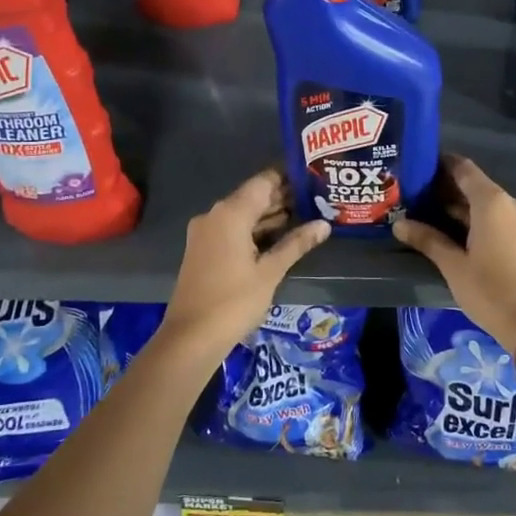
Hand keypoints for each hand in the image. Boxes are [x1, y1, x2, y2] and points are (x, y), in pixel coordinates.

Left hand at [157, 169, 330, 365]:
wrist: (191, 338)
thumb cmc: (234, 301)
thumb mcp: (271, 272)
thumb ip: (297, 243)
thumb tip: (324, 224)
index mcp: (230, 213)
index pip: (264, 182)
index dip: (289, 177)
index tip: (314, 178)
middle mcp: (215, 215)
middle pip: (253, 196)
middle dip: (283, 197)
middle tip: (318, 198)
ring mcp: (206, 233)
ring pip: (244, 214)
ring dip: (271, 215)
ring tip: (307, 215)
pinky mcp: (204, 249)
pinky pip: (234, 229)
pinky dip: (256, 230)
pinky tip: (281, 237)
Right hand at [394, 156, 515, 360]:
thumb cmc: (490, 291)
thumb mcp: (454, 266)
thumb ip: (428, 240)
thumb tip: (399, 224)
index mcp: (492, 203)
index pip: (464, 169)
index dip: (441, 164)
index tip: (417, 165)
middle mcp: (510, 203)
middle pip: (474, 185)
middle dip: (445, 187)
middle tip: (413, 192)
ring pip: (484, 203)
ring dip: (458, 205)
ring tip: (425, 210)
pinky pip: (495, 217)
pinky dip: (473, 218)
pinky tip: (450, 229)